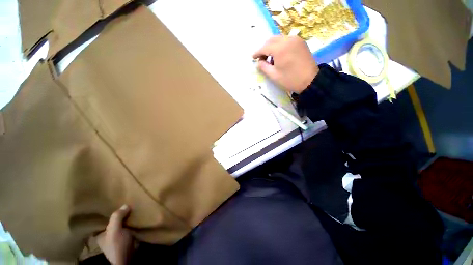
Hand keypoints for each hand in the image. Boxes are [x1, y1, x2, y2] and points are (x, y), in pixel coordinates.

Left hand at [97, 205, 134, 264]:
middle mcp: (108, 234)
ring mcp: (119, 236)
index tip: (114, 201)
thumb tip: (126, 205)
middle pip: (113, 220)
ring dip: (128, 216)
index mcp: (100, 233)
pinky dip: (133, 220)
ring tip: (134, 205)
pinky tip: (138, 214)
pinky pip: (130, 225)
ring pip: (123, 222)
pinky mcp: (128, 236)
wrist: (129, 259)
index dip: (107, 210)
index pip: (102, 219)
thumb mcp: (114, 230)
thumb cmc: (117, 246)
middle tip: (127, 200)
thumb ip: (117, 217)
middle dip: (120, 212)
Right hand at [253, 36, 318, 93]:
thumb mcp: (274, 75)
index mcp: (280, 48)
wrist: (310, 81)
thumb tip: (258, 62)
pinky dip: (280, 45)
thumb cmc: (290, 79)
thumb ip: (264, 67)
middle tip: (261, 58)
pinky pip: (287, 40)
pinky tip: (280, 55)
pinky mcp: (301, 42)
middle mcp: (288, 39)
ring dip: (272, 46)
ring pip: (279, 39)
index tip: (253, 57)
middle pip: (271, 40)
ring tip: (271, 58)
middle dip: (264, 48)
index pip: (265, 47)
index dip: (257, 52)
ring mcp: (296, 39)